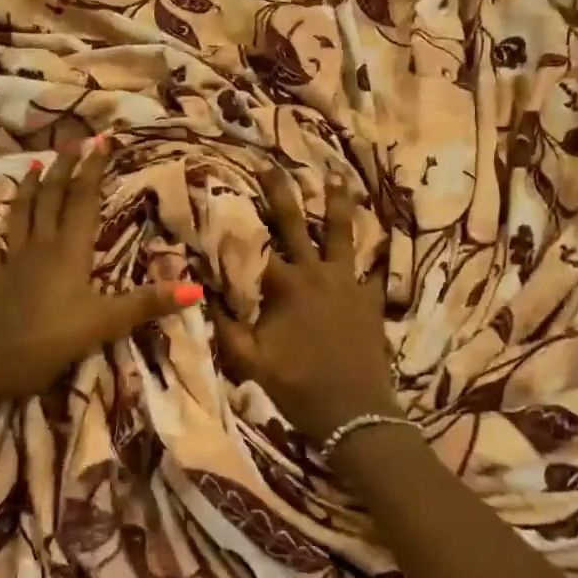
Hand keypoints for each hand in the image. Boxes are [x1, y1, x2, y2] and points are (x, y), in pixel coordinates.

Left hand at [0, 139, 200, 418]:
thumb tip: (196, 289)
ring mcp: (13, 261)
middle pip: (53, 199)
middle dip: (64, 168)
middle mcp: (40, 247)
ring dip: (29, 188)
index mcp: (70, 252)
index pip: (85, 201)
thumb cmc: (48, 342)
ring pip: (21, 214)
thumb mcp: (104, 324)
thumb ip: (147, 304)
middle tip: (73, 141)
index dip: (94, 170)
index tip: (101, 140)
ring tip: (34, 165)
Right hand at [212, 168, 398, 441]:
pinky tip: (380, 241)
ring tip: (337, 176)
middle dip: (281, 191)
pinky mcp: (371, 300)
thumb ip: (225, 327)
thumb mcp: (251, 361)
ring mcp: (348, 284)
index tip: (226, 189)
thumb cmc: (298, 386)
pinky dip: (375, 255)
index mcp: (285, 286)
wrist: (355, 414)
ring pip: (343, 234)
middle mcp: (316, 273)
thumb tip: (197, 294)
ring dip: (338, 204)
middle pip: (296, 224)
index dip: (238, 217)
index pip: (256, 243)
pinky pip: (374, 271)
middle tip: (271, 163)